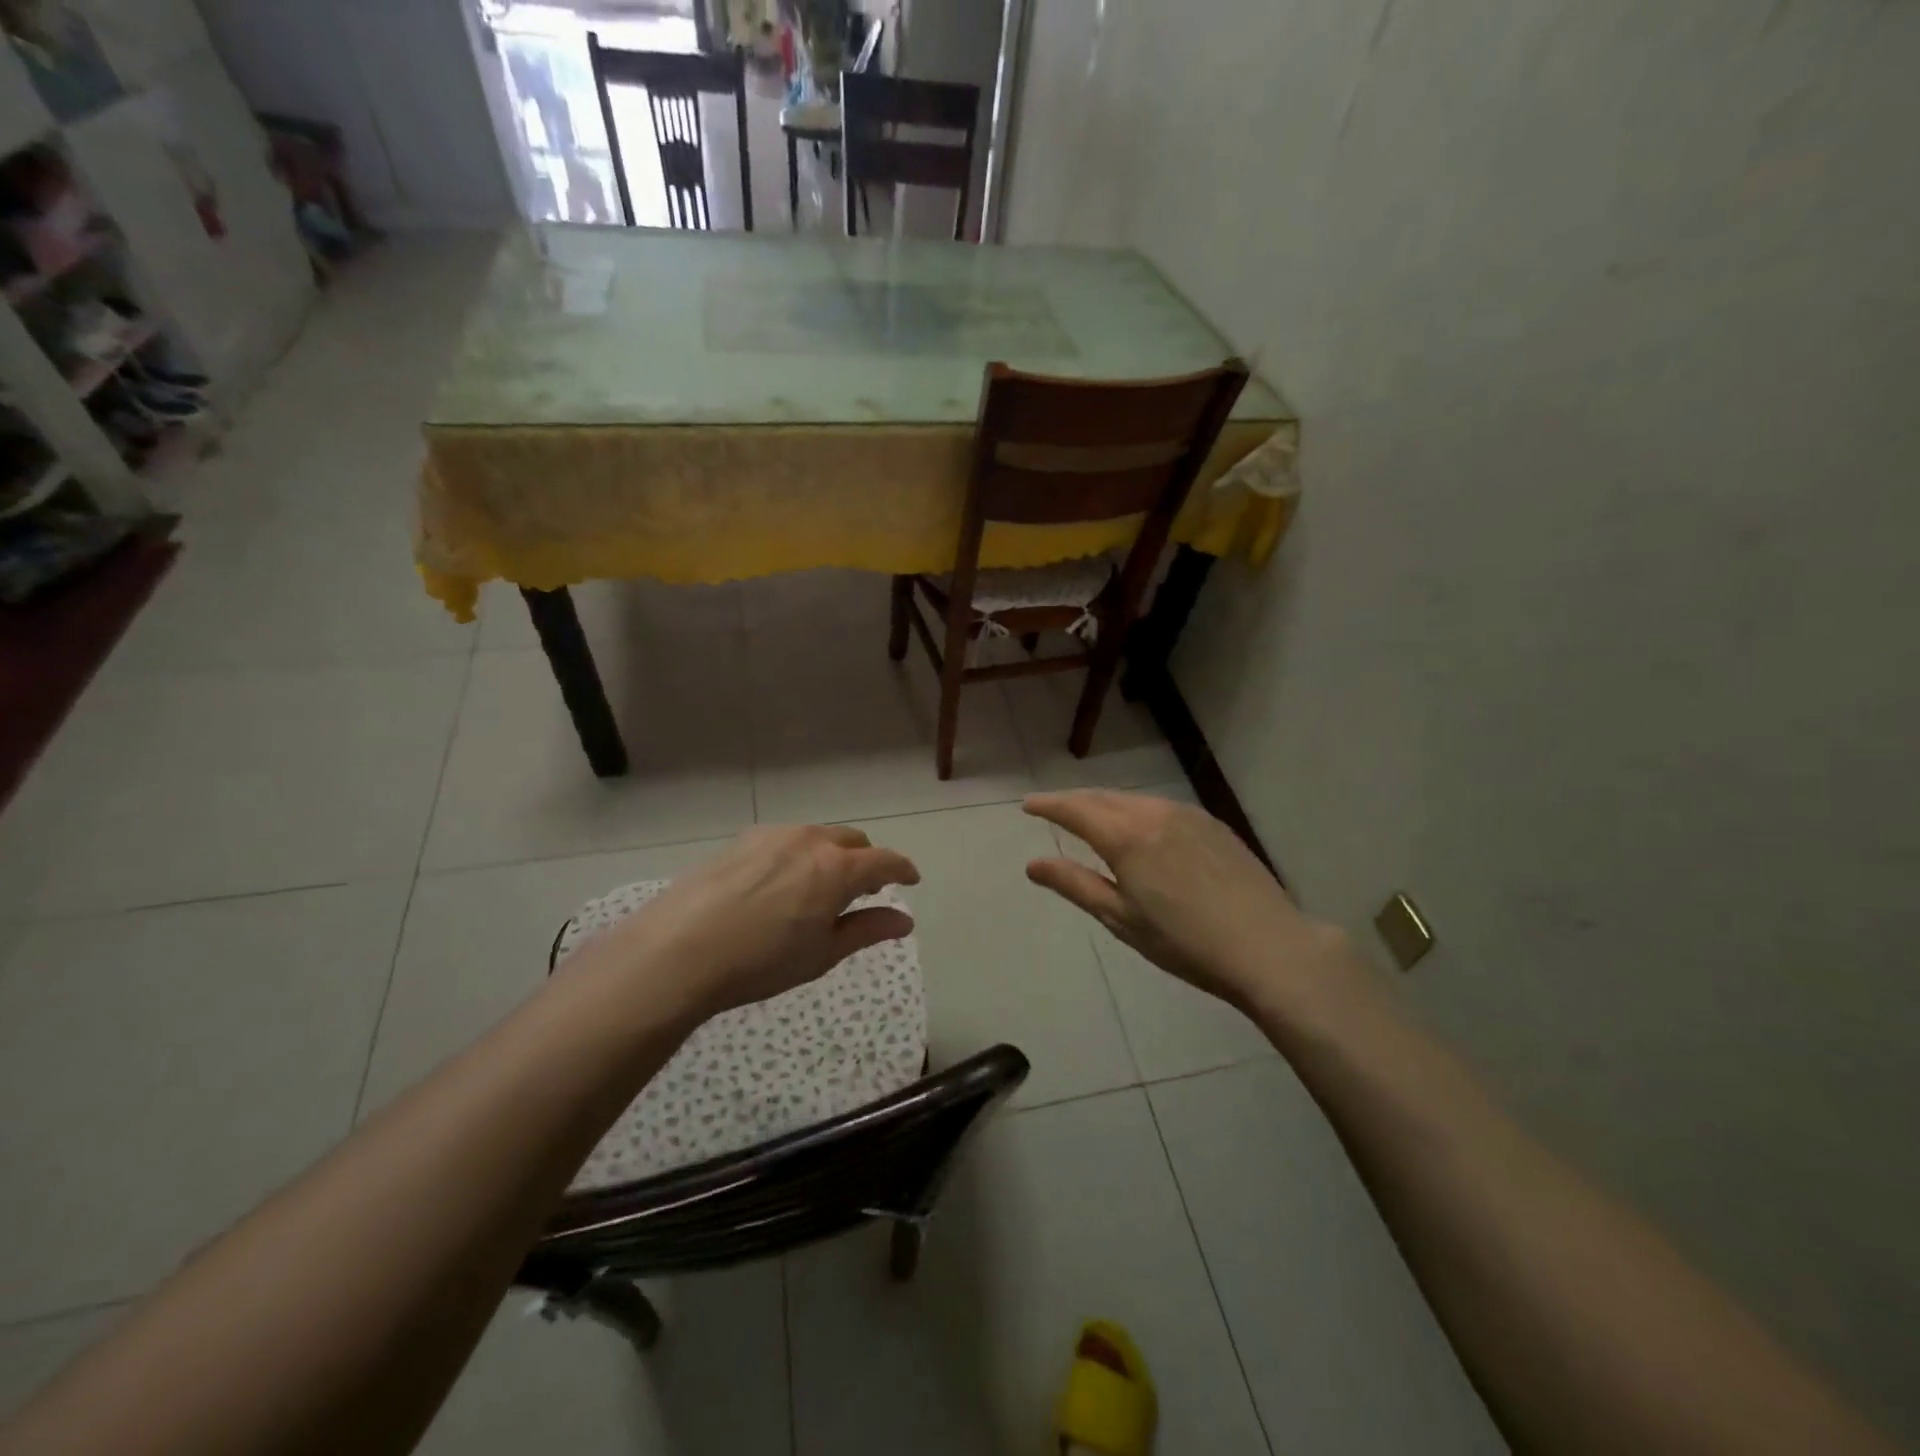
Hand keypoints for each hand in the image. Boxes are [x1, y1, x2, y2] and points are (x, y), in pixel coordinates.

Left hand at [573, 825, 919, 1021]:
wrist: (678, 950)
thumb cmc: (760, 961)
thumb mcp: (822, 953)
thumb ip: (867, 930)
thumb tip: (905, 920)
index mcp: (837, 868)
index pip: (885, 860)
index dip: (903, 869)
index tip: (911, 879)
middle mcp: (810, 840)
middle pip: (853, 841)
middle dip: (866, 861)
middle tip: (864, 891)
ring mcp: (774, 835)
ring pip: (818, 836)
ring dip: (831, 855)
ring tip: (820, 887)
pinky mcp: (742, 840)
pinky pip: (786, 839)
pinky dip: (799, 854)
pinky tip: (780, 883)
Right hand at [1023, 790, 1356, 1015]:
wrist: (1268, 946)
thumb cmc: (1185, 942)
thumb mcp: (1121, 919)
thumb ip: (1075, 884)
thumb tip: (1033, 864)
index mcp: (1126, 837)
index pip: (1075, 809)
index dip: (1048, 805)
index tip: (1027, 803)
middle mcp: (1154, 813)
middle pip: (1103, 798)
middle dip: (1073, 801)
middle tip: (1052, 809)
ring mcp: (1187, 814)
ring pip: (1133, 800)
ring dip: (1105, 804)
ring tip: (1091, 817)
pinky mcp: (1212, 824)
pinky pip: (1160, 807)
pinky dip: (1137, 811)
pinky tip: (1139, 828)